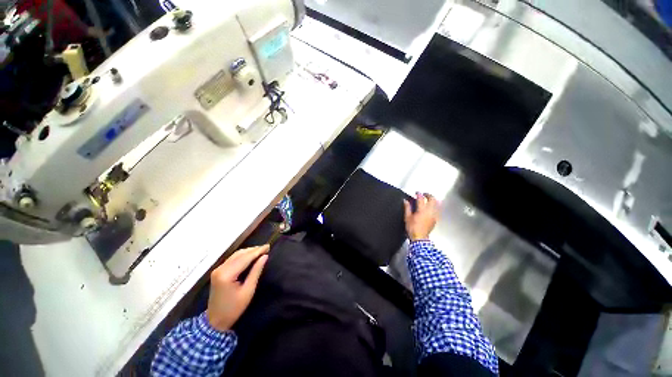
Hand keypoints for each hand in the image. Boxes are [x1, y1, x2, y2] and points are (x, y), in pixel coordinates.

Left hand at [206, 245, 268, 330]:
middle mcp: (220, 269)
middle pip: (240, 254)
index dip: (258, 251)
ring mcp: (218, 269)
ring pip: (236, 255)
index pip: (245, 258)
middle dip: (254, 250)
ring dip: (249, 251)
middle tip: (267, 248)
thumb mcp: (248, 291)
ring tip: (261, 250)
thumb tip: (265, 256)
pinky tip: (251, 255)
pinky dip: (243, 255)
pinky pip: (232, 259)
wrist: (215, 321)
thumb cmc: (234, 308)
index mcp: (227, 275)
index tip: (269, 246)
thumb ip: (256, 271)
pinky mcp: (218, 271)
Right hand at [403, 192, 439, 240]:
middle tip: (424, 194)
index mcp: (421, 210)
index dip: (419, 194)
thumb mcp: (407, 217)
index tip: (417, 192)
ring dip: (433, 200)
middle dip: (428, 195)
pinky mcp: (436, 219)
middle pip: (432, 199)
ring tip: (428, 199)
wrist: (420, 238)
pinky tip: (432, 207)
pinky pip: (437, 210)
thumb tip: (405, 200)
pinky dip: (435, 206)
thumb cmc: (412, 228)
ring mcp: (434, 215)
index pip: (421, 199)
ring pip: (436, 204)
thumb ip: (407, 208)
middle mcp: (429, 211)